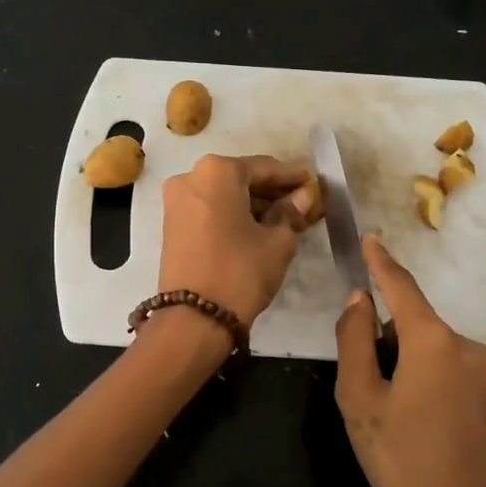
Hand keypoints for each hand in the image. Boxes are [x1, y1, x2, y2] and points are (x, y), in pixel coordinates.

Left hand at [158, 154, 313, 325]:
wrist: (193, 319)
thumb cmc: (240, 271)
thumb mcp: (277, 241)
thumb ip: (291, 212)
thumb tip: (304, 197)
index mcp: (217, 171)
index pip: (265, 167)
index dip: (293, 177)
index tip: (314, 184)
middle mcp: (191, 177)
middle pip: (241, 178)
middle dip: (272, 191)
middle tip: (302, 204)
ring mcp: (176, 201)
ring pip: (224, 195)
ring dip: (253, 204)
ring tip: (284, 219)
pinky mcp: (171, 225)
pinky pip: (210, 210)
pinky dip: (233, 215)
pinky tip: (257, 228)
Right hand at [334, 235, 485, 486]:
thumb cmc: (399, 458)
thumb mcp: (360, 398)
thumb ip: (355, 340)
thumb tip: (358, 300)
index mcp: (433, 340)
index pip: (402, 286)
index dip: (381, 261)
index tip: (368, 237)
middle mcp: (465, 345)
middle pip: (413, 321)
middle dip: (383, 335)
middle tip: (358, 379)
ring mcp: (481, 371)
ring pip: (427, 346)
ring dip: (400, 358)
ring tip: (380, 406)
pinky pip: (443, 366)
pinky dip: (419, 373)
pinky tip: (406, 415)